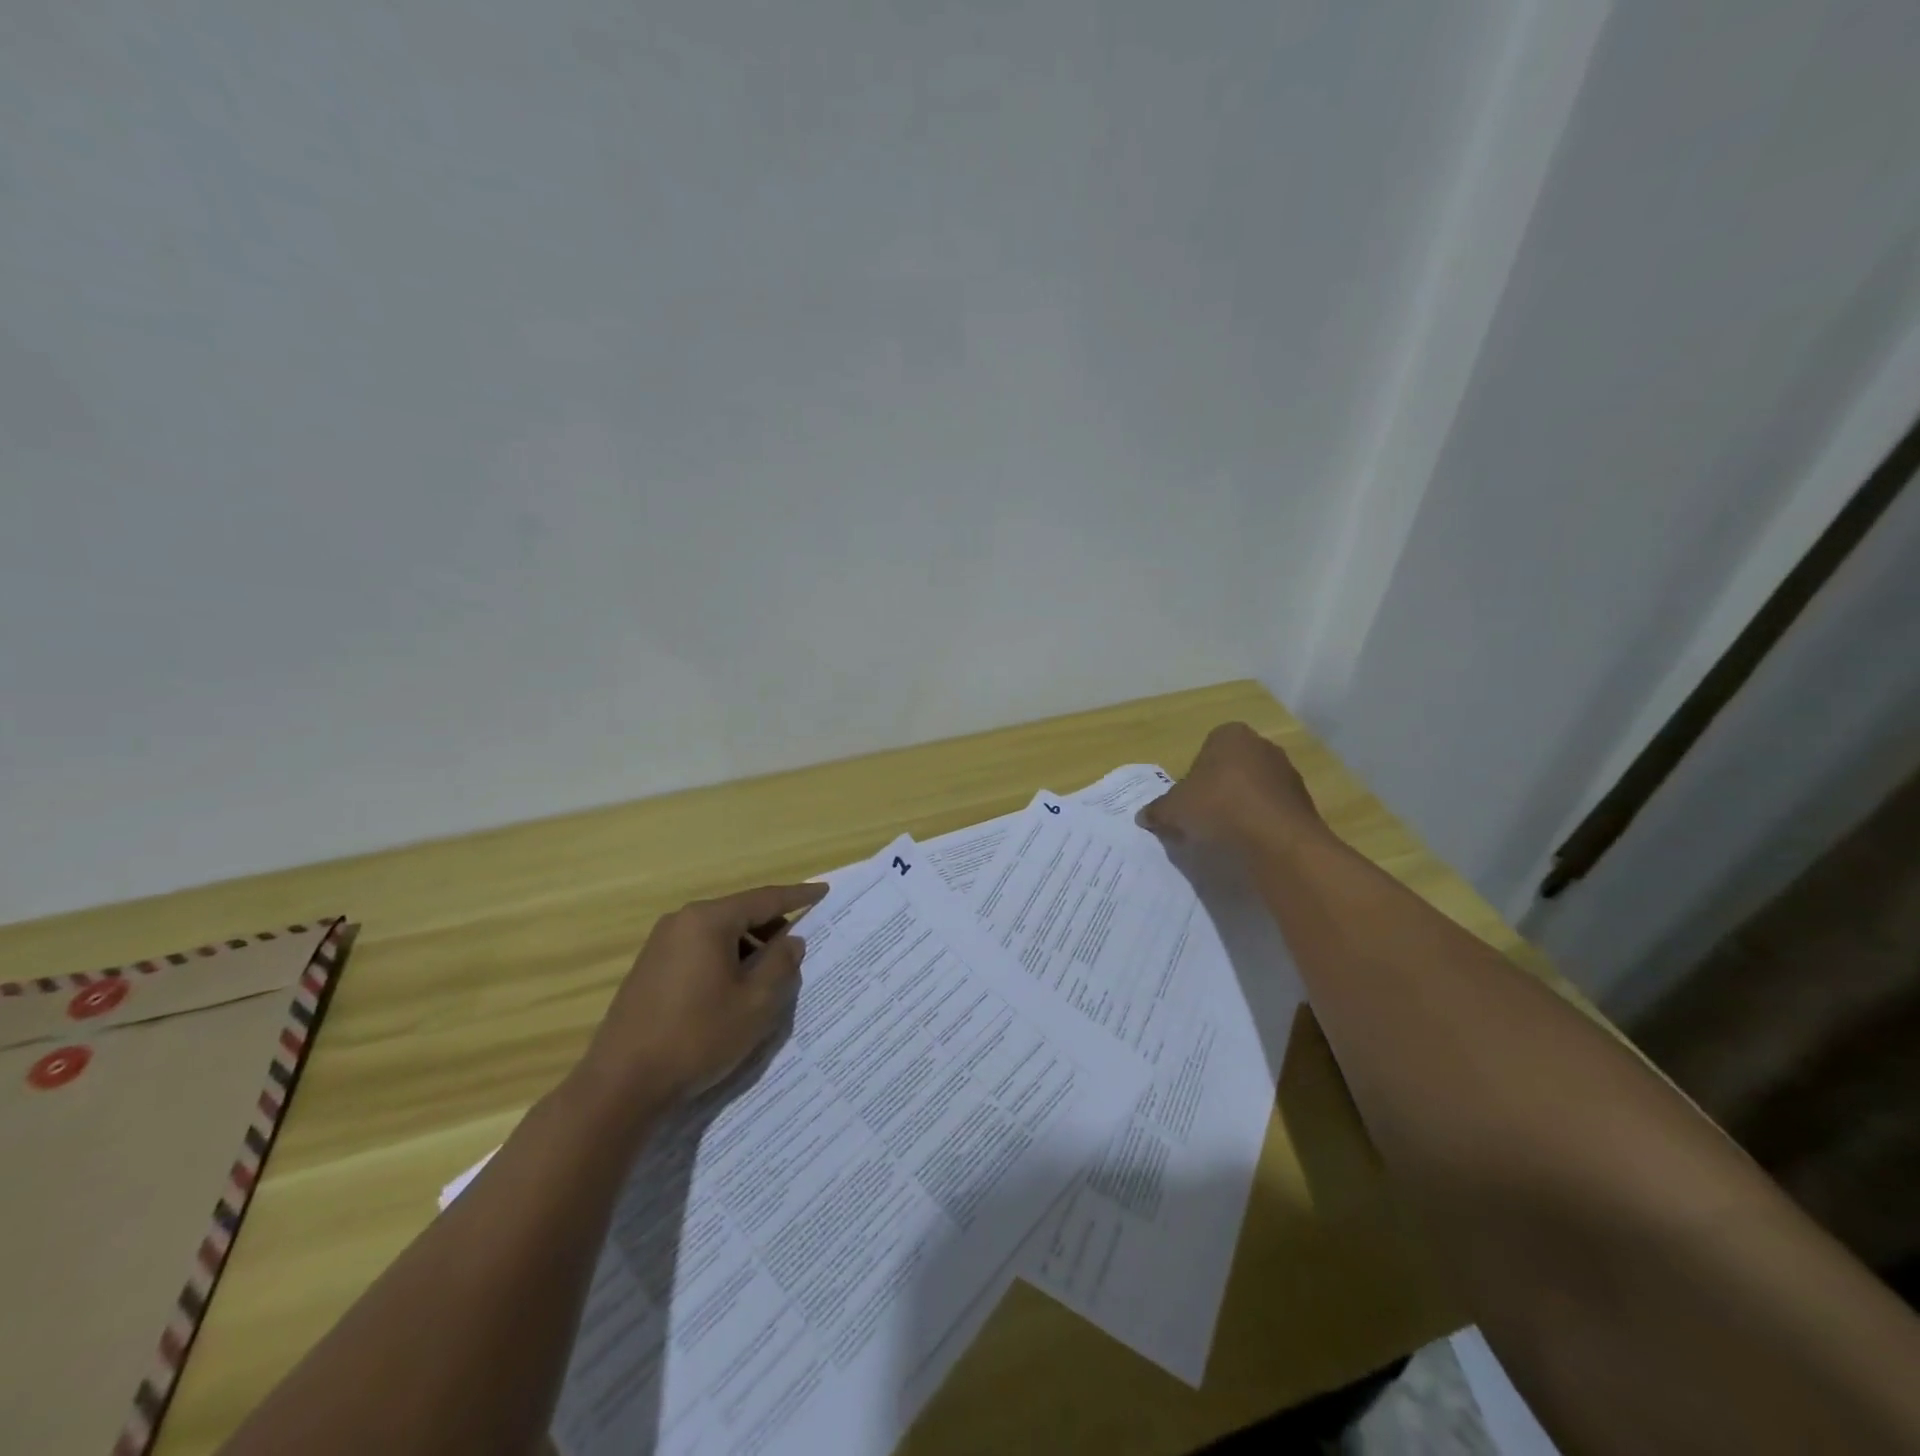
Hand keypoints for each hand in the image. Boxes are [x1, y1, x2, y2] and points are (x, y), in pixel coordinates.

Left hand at [573, 881, 827, 1113]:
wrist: (622, 1084)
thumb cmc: (697, 1036)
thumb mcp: (755, 1003)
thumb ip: (781, 964)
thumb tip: (792, 941)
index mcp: (708, 920)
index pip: (764, 899)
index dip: (798, 896)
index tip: (824, 891)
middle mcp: (681, 922)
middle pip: (739, 914)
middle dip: (772, 928)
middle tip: (801, 947)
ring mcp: (660, 945)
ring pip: (719, 934)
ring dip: (748, 948)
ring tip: (770, 976)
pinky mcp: (649, 969)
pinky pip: (699, 951)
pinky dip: (725, 960)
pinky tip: (735, 990)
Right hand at [1136, 722, 1328, 854]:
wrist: (1277, 839)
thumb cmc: (1218, 807)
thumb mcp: (1173, 809)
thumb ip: (1157, 810)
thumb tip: (1144, 816)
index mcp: (1230, 735)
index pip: (1206, 749)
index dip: (1195, 775)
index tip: (1189, 800)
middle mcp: (1262, 746)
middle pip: (1232, 767)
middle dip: (1219, 788)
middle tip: (1204, 816)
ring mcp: (1287, 772)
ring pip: (1254, 788)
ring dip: (1241, 805)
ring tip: (1227, 833)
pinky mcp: (1304, 801)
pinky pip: (1272, 808)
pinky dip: (1261, 821)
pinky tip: (1250, 840)